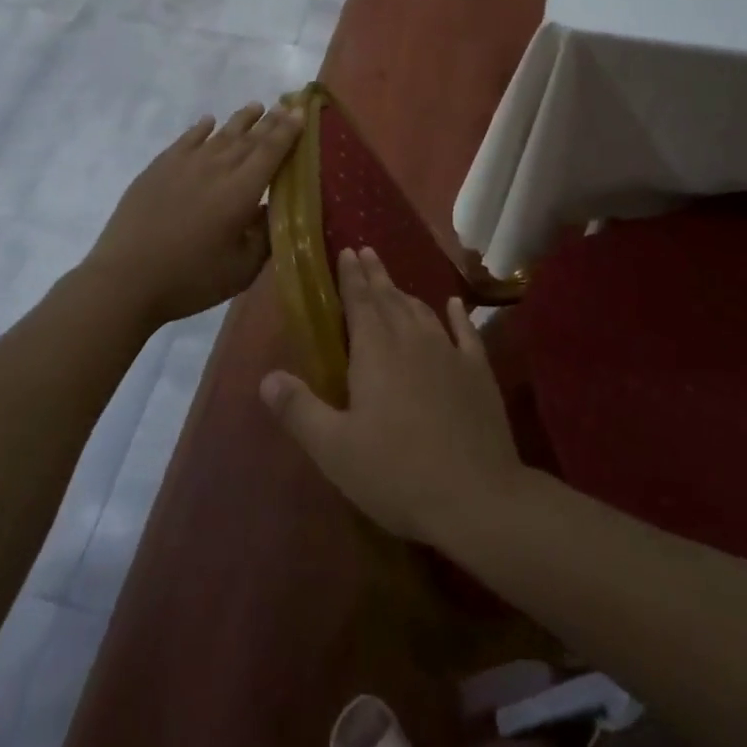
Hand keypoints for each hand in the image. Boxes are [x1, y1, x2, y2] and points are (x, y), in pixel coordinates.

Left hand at [81, 102, 301, 328]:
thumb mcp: (241, 270)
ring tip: (256, 106)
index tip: (301, 111)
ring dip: (241, 119)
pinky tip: (208, 122)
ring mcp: (185, 164)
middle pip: (249, 138)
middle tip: (286, 105)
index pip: (271, 152)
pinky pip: (186, 140)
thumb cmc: (190, 279)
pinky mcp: (159, 168)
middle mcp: (216, 168)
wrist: (125, 279)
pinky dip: (200, 128)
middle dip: (271, 121)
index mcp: (241, 192)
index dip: (288, 130)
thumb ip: (264, 236)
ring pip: (220, 134)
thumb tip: (274, 210)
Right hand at [259, 248, 523, 546]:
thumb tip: (266, 377)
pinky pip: (466, 332)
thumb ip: (299, 410)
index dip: (351, 276)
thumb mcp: (335, 449)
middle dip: (376, 275)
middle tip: (367, 251)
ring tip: (395, 284)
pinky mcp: (479, 372)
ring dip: (406, 294)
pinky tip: (454, 304)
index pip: (359, 302)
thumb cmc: (397, 473)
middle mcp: (413, 340)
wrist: (477, 495)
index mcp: (376, 351)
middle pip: (390, 298)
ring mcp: (450, 353)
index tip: (347, 251)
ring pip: (423, 312)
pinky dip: (457, 315)